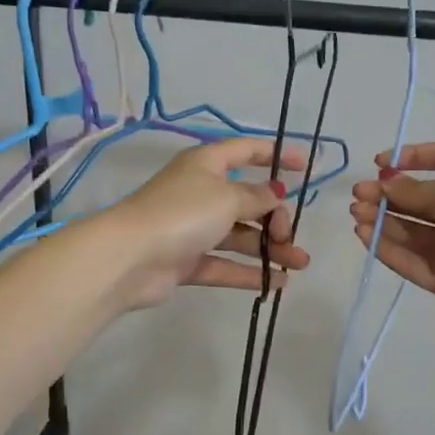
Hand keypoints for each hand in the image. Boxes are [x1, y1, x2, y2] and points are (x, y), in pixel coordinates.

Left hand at [100, 139, 311, 309]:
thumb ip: (256, 196)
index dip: (275, 155)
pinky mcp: (187, 261)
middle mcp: (200, 192)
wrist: (130, 258)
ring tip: (300, 264)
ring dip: (270, 248)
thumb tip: (275, 193)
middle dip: (275, 217)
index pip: (245, 151)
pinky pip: (225, 264)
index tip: (304, 167)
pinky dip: (249, 272)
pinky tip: (278, 283)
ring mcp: (192, 228)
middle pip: (247, 200)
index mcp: (206, 165)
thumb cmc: (182, 213)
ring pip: (239, 235)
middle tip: (289, 235)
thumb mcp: (227, 197)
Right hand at [349, 142, 434, 326]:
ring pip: (409, 231)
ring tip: (358, 215)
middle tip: (358, 195)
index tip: (381, 163)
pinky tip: (365, 235)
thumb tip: (385, 183)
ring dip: (381, 221)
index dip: (412, 157)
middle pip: (417, 199)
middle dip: (386, 195)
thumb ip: (413, 190)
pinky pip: (410, 260)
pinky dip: (387, 248)